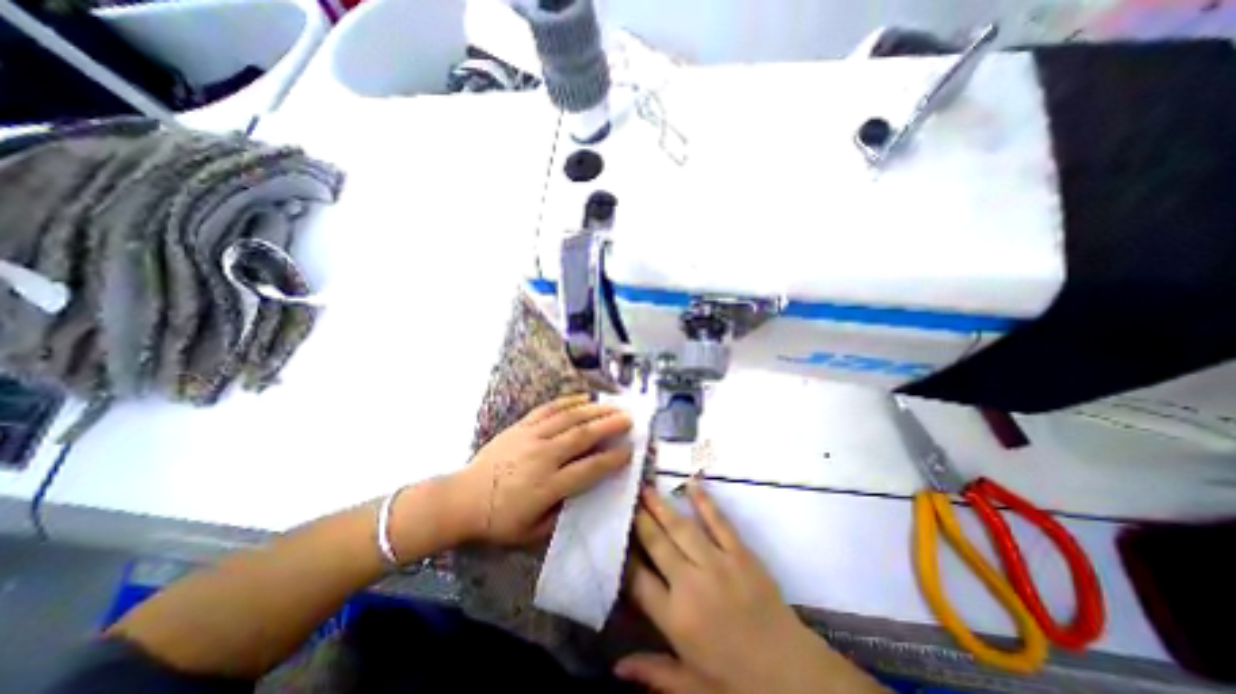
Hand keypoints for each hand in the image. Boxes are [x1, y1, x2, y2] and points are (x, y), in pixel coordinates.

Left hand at [449, 397, 631, 545]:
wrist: (462, 499)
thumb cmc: (498, 520)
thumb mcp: (532, 532)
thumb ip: (562, 514)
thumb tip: (584, 493)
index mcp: (548, 485)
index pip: (588, 469)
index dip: (612, 460)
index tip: (629, 451)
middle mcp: (543, 456)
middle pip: (583, 436)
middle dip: (609, 426)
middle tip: (629, 419)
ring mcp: (531, 437)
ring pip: (569, 418)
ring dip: (594, 410)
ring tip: (613, 406)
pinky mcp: (520, 426)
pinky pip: (548, 409)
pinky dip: (568, 401)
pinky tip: (583, 398)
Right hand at [623, 482, 882, 693]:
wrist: (794, 677)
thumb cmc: (738, 683)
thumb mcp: (693, 688)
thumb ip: (654, 672)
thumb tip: (616, 668)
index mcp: (675, 618)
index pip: (638, 579)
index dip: (624, 555)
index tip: (614, 534)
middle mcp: (691, 583)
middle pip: (656, 543)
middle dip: (639, 519)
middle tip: (626, 497)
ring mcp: (717, 563)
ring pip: (681, 527)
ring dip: (661, 506)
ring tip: (645, 487)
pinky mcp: (741, 553)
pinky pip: (719, 522)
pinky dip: (705, 502)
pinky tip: (691, 484)